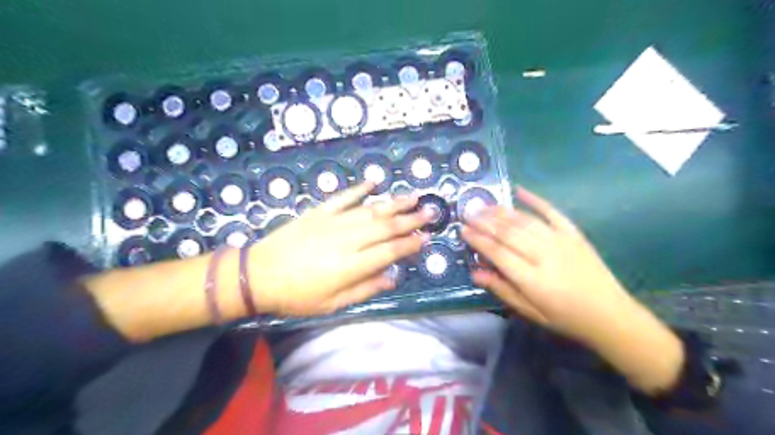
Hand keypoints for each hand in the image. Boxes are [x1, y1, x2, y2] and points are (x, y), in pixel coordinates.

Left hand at [248, 182, 428, 316]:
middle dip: (411, 219)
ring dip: (394, 202)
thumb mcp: (333, 304)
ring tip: (413, 195)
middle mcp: (349, 239)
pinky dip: (360, 188)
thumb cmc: (297, 295)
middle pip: (386, 226)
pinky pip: (344, 197)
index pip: (391, 250)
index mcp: (353, 264)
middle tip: (430, 211)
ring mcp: (334, 222)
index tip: (426, 237)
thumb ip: (365, 290)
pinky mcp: (320, 212)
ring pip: (371, 209)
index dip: (410, 244)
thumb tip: (392, 279)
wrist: (259, 274)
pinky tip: (374, 181)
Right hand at [462, 187, 678, 393]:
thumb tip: (475, 272)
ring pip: (524, 220)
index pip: (497, 252)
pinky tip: (519, 190)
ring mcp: (561, 241)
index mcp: (532, 279)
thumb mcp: (530, 312)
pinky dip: (534, 199)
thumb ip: (502, 289)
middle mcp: (544, 255)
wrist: (611, 315)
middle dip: (484, 221)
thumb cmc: (566, 318)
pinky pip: (552, 212)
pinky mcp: (573, 234)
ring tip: (484, 206)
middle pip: (508, 232)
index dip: (478, 240)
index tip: (463, 230)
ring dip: (501, 211)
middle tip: (468, 213)